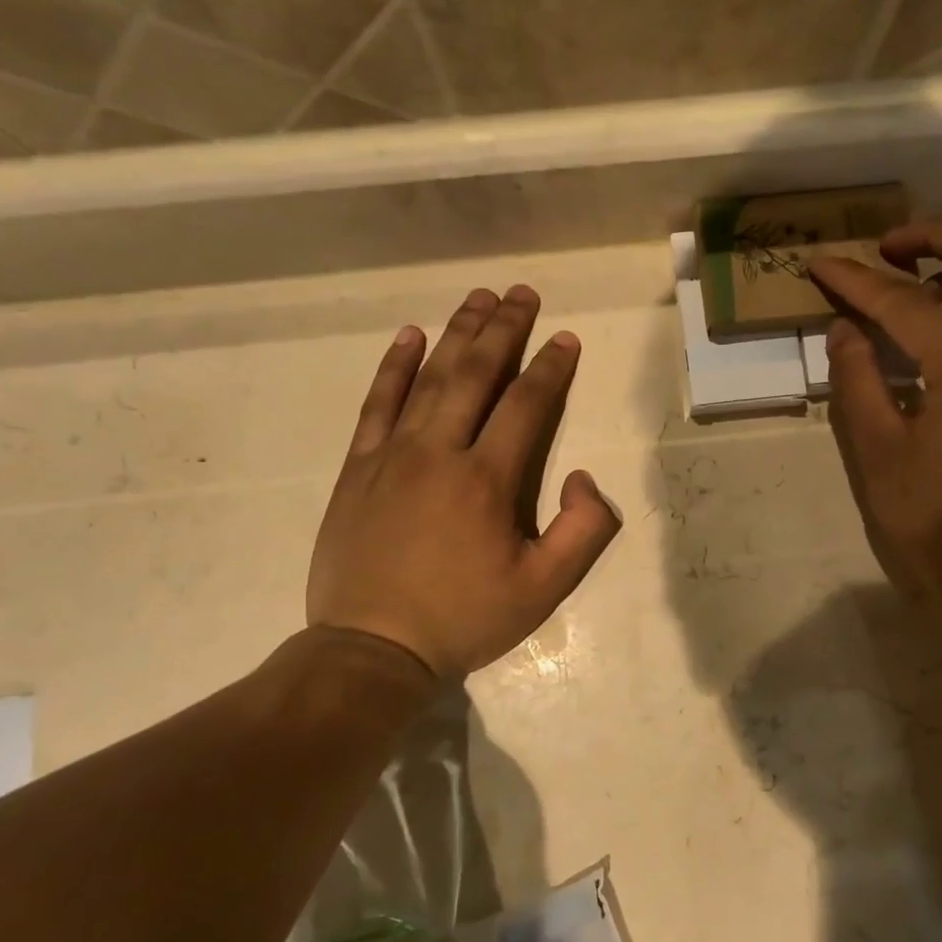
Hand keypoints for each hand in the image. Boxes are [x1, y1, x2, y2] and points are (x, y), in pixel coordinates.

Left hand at [307, 285, 620, 680]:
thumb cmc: (464, 619)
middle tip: (521, 293)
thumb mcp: (544, 590)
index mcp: (486, 480)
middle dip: (503, 330)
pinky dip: (393, 366)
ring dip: (456, 334)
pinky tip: (409, 336)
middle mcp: (439, 452)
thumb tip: (583, 477)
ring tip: (478, 298)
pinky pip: (377, 404)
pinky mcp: (357, 467)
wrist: (372, 648)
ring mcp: (391, 455)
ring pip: (428, 379)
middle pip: (475, 375)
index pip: (526, 405)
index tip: (565, 338)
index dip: (550, 367)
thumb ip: (584, 532)